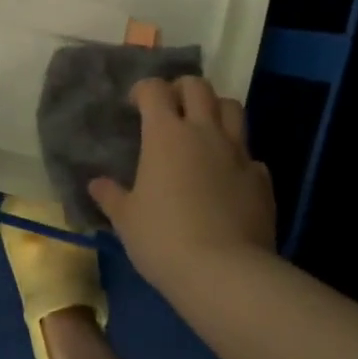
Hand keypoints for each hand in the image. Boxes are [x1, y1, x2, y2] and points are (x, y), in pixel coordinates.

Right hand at [88, 76, 276, 290]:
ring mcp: (238, 153)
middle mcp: (204, 132)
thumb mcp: (126, 220)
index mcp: (165, 134)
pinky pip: (250, 154)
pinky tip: (228, 177)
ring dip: (216, 110)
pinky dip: (238, 157)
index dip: (144, 90)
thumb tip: (96, 184)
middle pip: (198, 86)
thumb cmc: (163, 239)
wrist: (224, 272)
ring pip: (233, 108)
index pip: (155, 89)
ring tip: (204, 130)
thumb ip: (111, 196)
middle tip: (171, 108)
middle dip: (182, 89)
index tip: (135, 105)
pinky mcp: (262, 179)